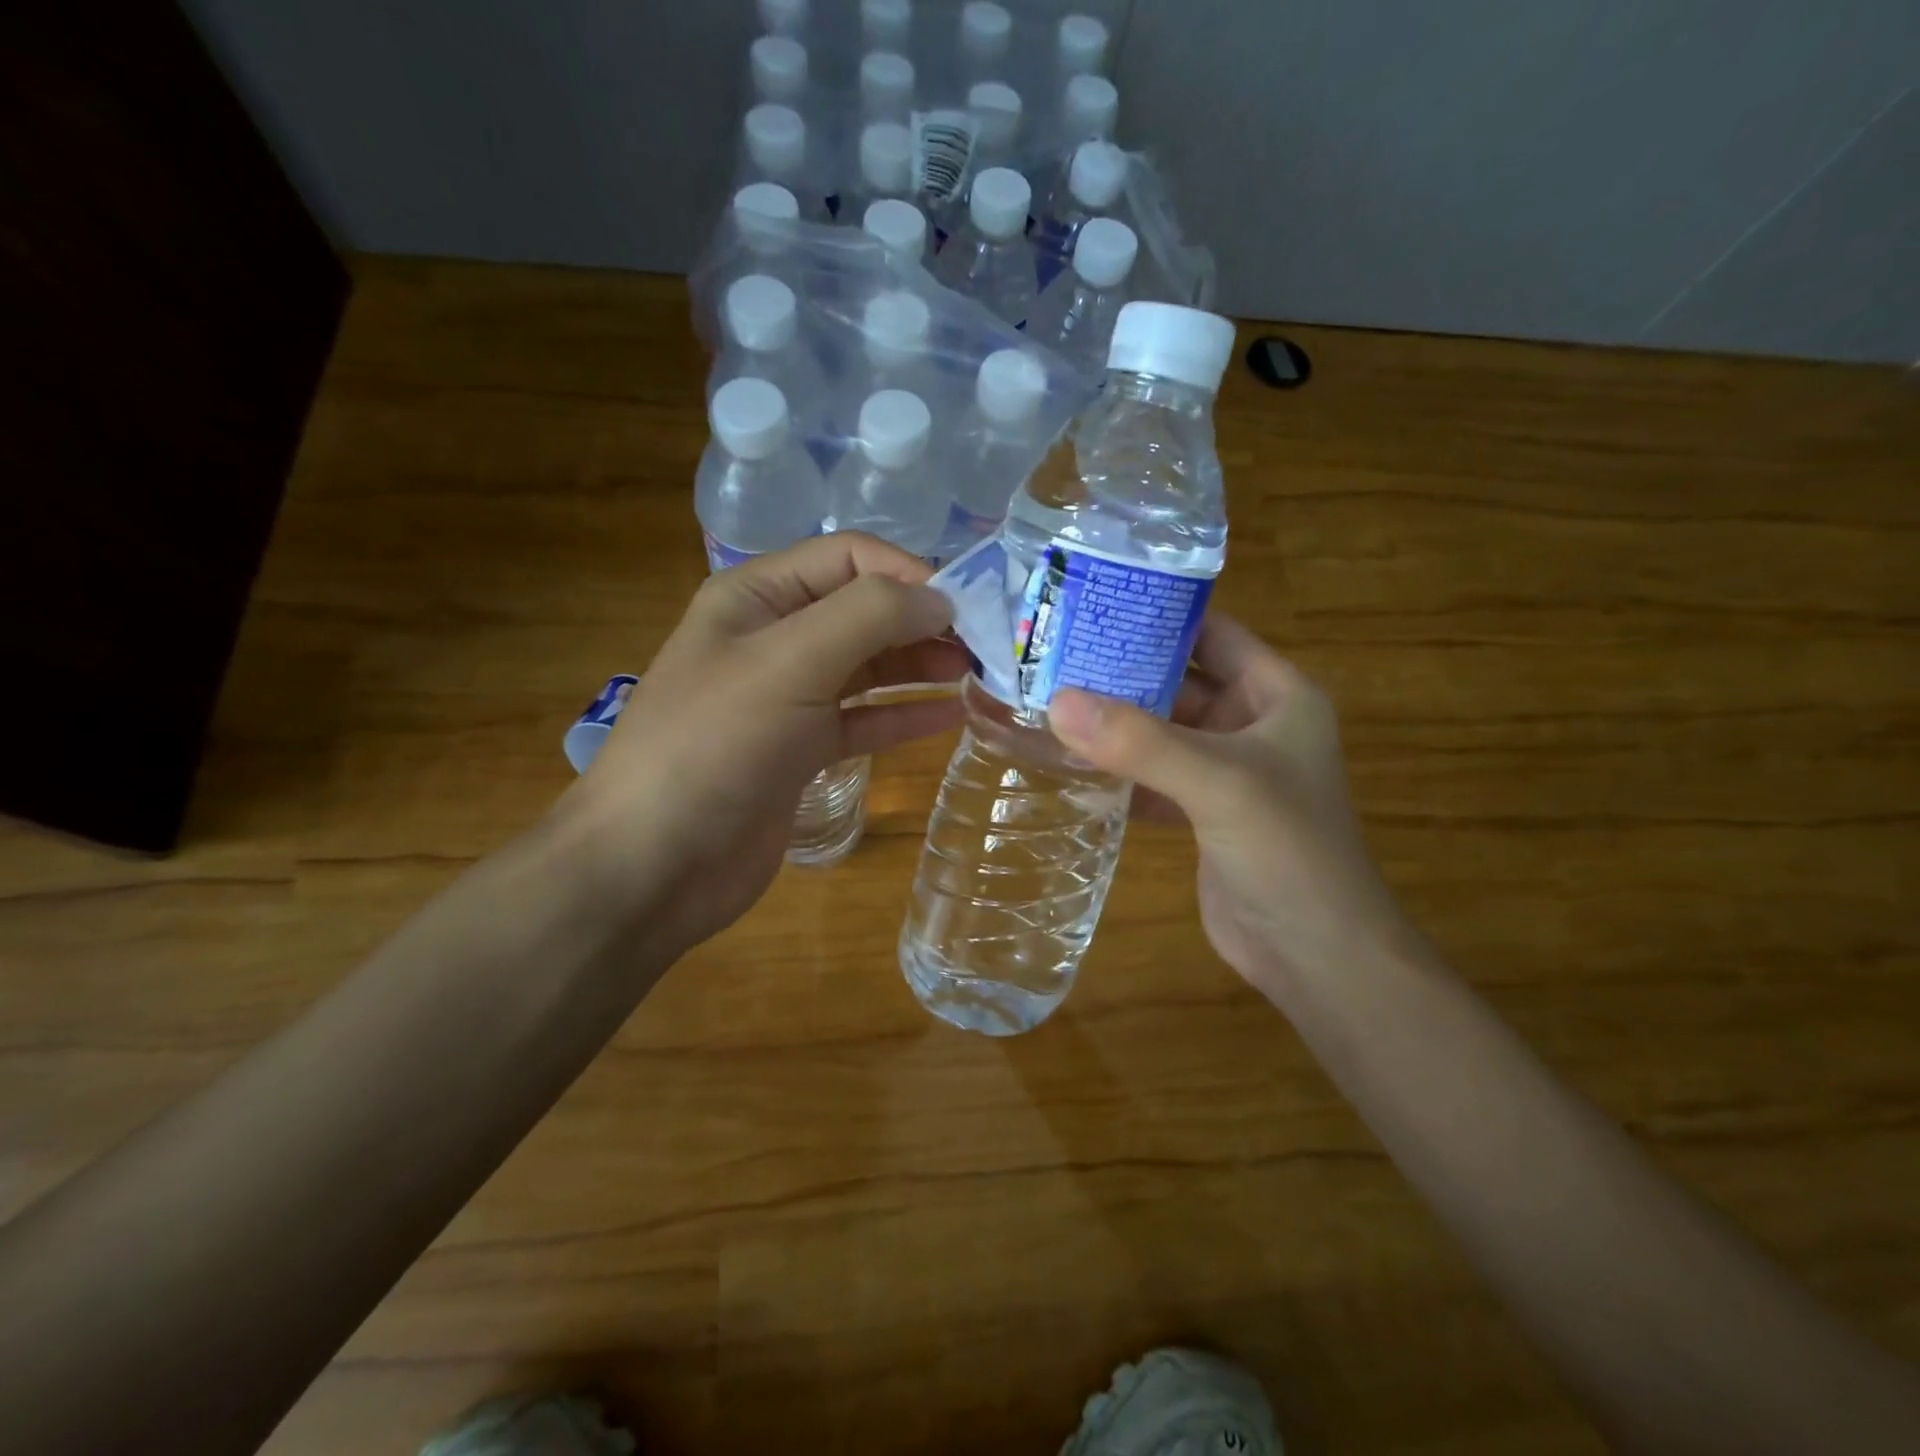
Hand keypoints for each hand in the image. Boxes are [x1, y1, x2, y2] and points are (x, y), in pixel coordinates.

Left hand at [553, 534, 967, 957]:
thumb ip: (868, 617)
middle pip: (863, 612)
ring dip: (919, 666)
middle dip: (923, 621)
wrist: (655, 863)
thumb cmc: (715, 745)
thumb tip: (939, 599)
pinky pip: (863, 720)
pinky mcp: (801, 751)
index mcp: (757, 597)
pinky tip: (949, 717)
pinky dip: (902, 715)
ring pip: (868, 667)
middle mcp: (774, 638)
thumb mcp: (789, 663)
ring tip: (976, 676)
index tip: (967, 607)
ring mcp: (788, 698)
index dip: (909, 573)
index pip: (848, 559)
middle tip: (986, 646)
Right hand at [1047, 614, 1407, 995]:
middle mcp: (1251, 724)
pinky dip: (1115, 769)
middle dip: (1121, 670)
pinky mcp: (1199, 812)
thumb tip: (1057, 702)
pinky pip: (1150, 775)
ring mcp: (1223, 771)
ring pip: (1159, 731)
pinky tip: (1066, 761)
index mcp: (1276, 695)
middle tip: (1052, 653)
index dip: (1160, 613)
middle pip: (1177, 681)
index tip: (1093, 601)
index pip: (1213, 633)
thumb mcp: (1219, 783)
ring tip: (1047, 698)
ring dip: (1112, 722)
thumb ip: (1140, 742)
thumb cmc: (1287, 849)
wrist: (1314, 954)